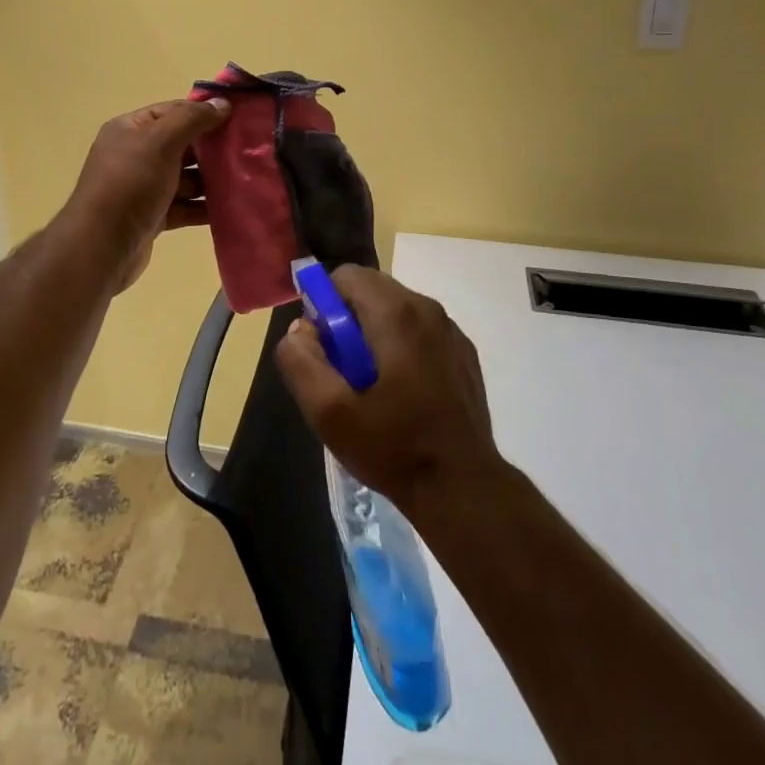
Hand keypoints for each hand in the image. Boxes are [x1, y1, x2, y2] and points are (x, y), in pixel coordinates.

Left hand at [62, 96, 229, 292]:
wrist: (102, 245)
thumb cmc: (131, 183)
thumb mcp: (161, 141)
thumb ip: (192, 119)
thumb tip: (222, 103)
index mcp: (131, 129)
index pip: (173, 111)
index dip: (203, 112)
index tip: (238, 118)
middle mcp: (134, 155)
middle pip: (181, 145)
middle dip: (211, 149)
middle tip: (247, 151)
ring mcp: (143, 187)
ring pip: (185, 178)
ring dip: (211, 180)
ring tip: (245, 180)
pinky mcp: (152, 216)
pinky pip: (183, 206)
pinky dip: (203, 207)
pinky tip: (230, 208)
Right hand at [276, 265, 504, 523]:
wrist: (464, 489)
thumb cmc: (395, 448)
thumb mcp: (330, 413)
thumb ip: (301, 361)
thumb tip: (299, 329)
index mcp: (397, 313)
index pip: (346, 276)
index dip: (324, 305)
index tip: (324, 348)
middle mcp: (428, 309)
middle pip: (371, 290)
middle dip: (348, 320)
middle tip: (344, 372)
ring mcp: (451, 330)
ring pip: (396, 309)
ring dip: (374, 333)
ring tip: (372, 387)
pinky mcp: (464, 352)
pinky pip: (419, 330)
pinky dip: (401, 346)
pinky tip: (403, 394)